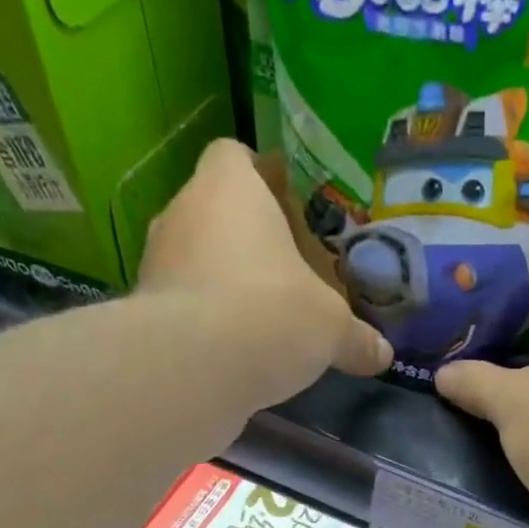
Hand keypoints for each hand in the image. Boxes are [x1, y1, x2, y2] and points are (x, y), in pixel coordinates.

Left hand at [137, 139, 389, 410]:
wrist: (190, 371)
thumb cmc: (270, 315)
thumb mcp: (331, 329)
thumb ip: (356, 338)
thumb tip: (382, 354)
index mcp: (228, 188)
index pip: (235, 156)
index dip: (261, 177)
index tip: (288, 208)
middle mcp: (182, 213)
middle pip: (216, 211)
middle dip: (248, 240)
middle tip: (287, 272)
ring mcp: (156, 262)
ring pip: (195, 259)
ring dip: (224, 282)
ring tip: (262, 318)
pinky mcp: (145, 312)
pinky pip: (183, 305)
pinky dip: (206, 322)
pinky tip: (236, 352)